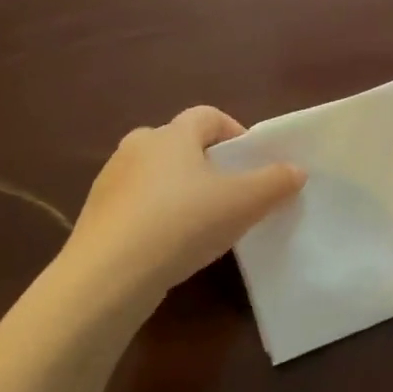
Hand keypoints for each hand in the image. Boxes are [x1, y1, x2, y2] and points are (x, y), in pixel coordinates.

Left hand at [63, 106, 303, 297]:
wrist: (108, 275)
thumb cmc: (182, 224)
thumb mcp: (243, 203)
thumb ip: (275, 182)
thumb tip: (297, 170)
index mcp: (172, 135)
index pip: (207, 116)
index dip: (234, 132)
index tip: (250, 161)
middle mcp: (137, 147)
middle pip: (178, 142)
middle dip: (205, 162)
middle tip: (227, 192)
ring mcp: (110, 180)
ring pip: (155, 173)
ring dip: (178, 189)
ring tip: (199, 223)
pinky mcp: (95, 214)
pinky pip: (135, 204)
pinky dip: (155, 214)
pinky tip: (168, 245)